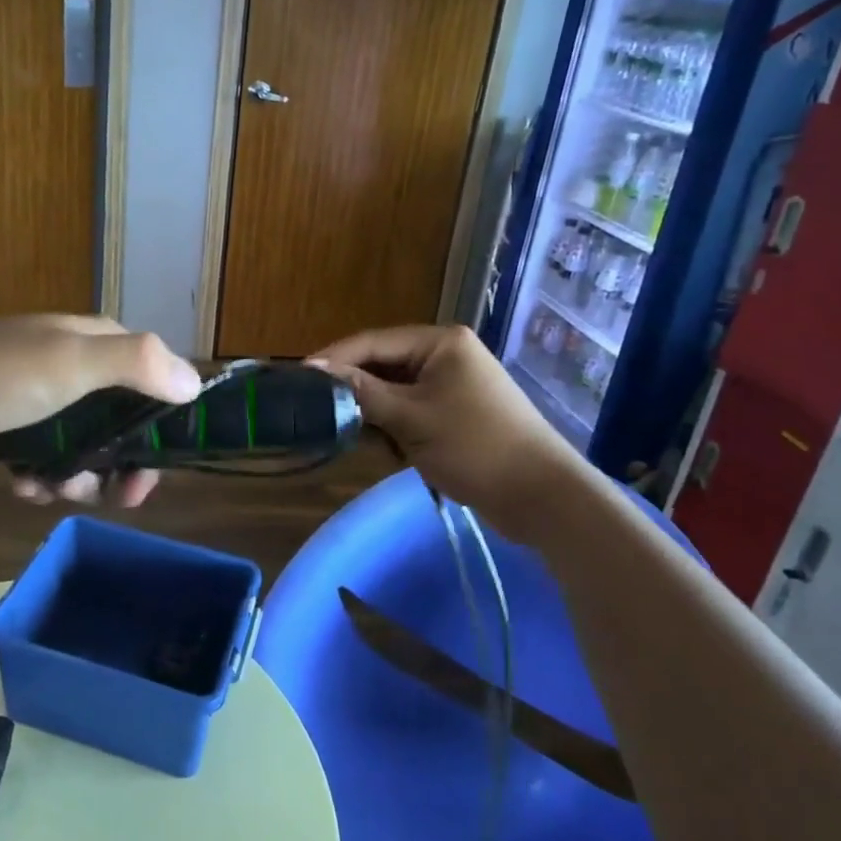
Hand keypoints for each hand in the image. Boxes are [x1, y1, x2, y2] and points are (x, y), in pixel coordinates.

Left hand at [0, 315, 202, 507]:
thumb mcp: (71, 361)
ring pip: (86, 451)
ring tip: (46, 486)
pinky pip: (49, 459)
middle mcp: (82, 369)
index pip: (155, 390)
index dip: (161, 435)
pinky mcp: (18, 425)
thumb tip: (195, 385)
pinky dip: (42, 477)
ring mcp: (48, 399)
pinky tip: (21, 482)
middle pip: (123, 429)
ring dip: (75, 479)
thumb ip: (136, 365)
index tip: (148, 475)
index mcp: (102, 346)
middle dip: (115, 468)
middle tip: (102, 496)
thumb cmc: (0, 371)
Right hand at [311, 325, 589, 528]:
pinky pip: (410, 413)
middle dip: (355, 393)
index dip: (334, 360)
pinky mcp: (454, 415)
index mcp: (440, 343)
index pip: (372, 342)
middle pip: (382, 367)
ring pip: (393, 393)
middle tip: (318, 413)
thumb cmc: (476, 447)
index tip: (298, 379)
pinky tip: (388, 453)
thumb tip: (316, 370)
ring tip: (356, 438)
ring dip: (375, 416)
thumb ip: (362, 392)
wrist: (542, 498)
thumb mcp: (412, 418)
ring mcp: (451, 386)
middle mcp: (444, 356)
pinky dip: (395, 430)